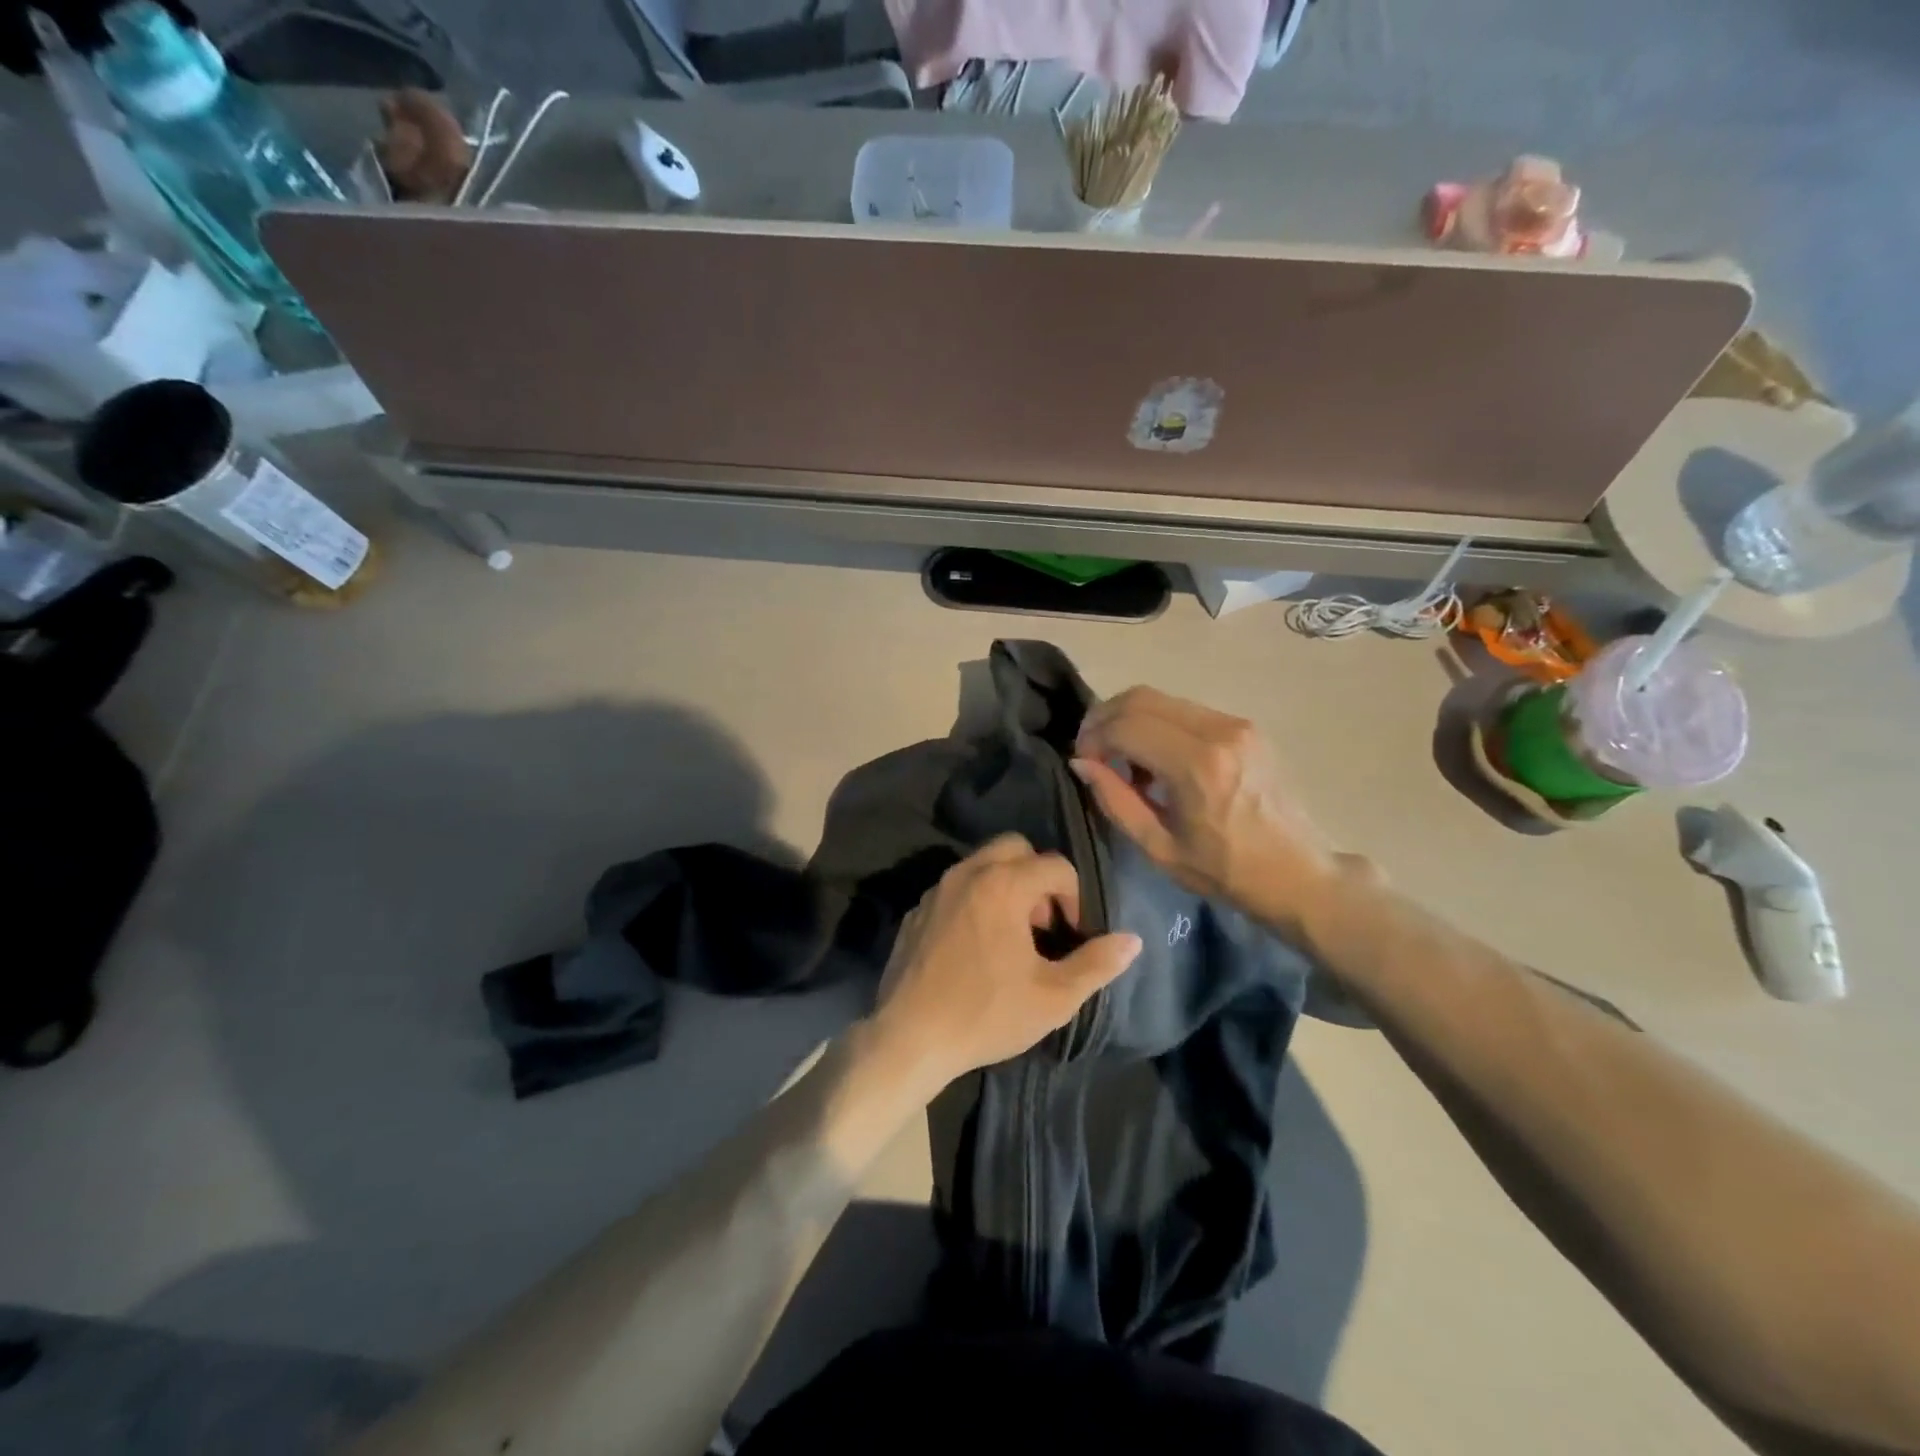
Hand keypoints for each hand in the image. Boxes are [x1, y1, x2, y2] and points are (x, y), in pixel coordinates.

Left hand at [868, 835, 1142, 1093]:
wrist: (909, 1038)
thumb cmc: (986, 1014)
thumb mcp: (1053, 997)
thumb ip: (1097, 963)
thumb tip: (1133, 940)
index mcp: (1003, 884)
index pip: (1056, 865)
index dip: (1075, 896)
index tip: (1072, 934)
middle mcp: (967, 873)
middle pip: (1015, 847)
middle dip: (1038, 875)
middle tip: (1043, 923)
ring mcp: (936, 890)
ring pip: (981, 863)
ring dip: (1006, 885)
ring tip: (1013, 935)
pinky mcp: (916, 911)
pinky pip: (955, 889)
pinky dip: (975, 901)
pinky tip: (976, 946)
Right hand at [1071, 687, 1340, 935]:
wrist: (1298, 872)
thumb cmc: (1224, 871)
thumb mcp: (1158, 847)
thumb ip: (1115, 800)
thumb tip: (1082, 762)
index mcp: (1196, 766)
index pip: (1125, 725)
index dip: (1093, 738)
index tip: (1083, 762)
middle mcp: (1218, 731)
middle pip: (1140, 698)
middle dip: (1105, 718)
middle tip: (1093, 750)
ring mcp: (1236, 723)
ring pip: (1162, 699)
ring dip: (1131, 720)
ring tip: (1124, 760)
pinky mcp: (1245, 725)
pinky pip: (1185, 710)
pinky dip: (1158, 724)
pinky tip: (1156, 759)